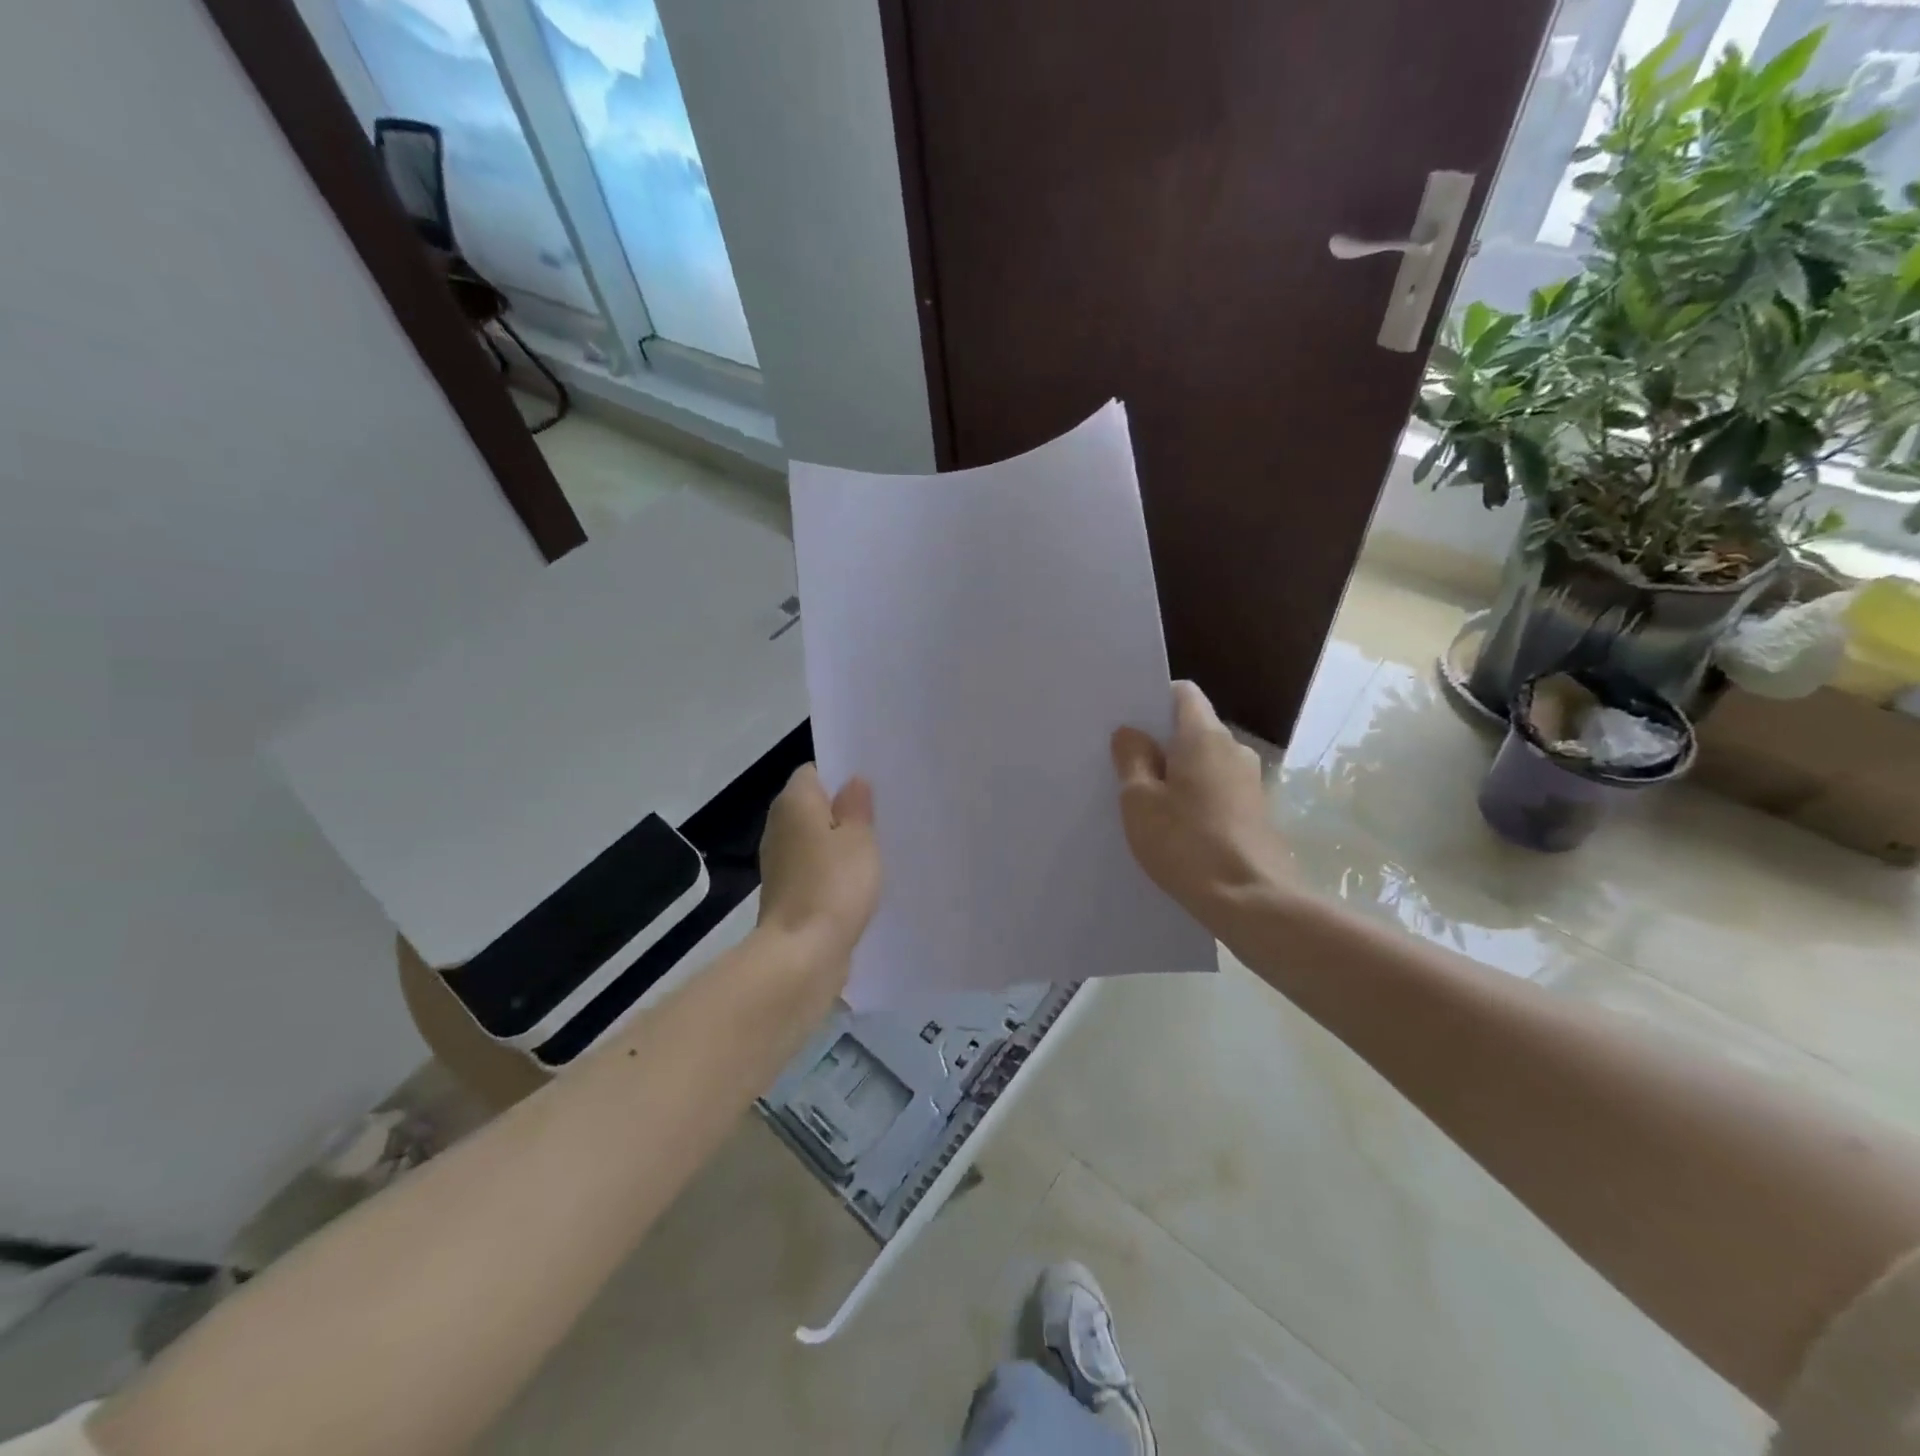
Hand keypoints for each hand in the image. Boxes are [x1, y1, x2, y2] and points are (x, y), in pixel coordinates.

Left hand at [757, 765, 880, 971]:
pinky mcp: (787, 893)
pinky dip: (832, 872)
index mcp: (793, 803)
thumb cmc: (834, 884)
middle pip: (813, 806)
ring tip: (876, 850)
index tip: (872, 789)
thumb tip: (852, 782)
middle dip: (844, 811)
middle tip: (881, 818)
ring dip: (839, 844)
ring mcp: (780, 862)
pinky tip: (859, 882)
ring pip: (815, 840)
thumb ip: (857, 806)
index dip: (842, 776)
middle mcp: (779, 826)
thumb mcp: (859, 838)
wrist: (802, 953)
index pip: (814, 772)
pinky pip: (814, 869)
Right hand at [1111, 682, 1290, 920]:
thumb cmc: (1187, 843)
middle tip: (1125, 765)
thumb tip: (1131, 732)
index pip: (1183, 693)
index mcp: (1205, 736)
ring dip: (1177, 773)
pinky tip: (1176, 827)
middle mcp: (1234, 749)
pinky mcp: (1256, 812)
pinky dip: (1195, 797)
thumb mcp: (1140, 801)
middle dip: (1161, 741)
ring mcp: (1250, 782)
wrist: (1252, 901)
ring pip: (1204, 763)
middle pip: (1193, 729)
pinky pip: (1217, 789)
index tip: (1129, 722)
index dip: (1154, 700)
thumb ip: (1132, 759)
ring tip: (1147, 802)